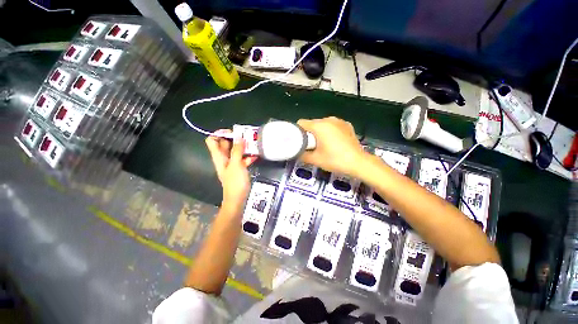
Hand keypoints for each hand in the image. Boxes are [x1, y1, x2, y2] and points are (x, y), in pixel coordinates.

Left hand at [205, 130, 257, 214]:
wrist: (237, 198)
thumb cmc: (235, 182)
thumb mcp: (236, 164)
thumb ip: (237, 150)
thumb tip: (238, 137)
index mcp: (219, 156)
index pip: (212, 140)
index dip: (220, 134)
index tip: (233, 133)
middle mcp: (224, 158)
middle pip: (225, 144)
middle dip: (235, 139)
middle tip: (247, 137)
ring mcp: (231, 163)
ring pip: (235, 151)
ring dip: (243, 147)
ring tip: (253, 145)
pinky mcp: (238, 168)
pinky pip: (241, 159)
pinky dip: (247, 156)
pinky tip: (255, 156)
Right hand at [297, 117, 366, 176]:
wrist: (358, 162)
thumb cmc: (335, 160)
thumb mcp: (315, 159)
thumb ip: (301, 155)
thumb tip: (296, 152)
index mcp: (319, 126)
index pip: (301, 123)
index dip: (298, 132)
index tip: (300, 142)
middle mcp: (329, 119)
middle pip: (312, 123)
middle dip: (310, 133)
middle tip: (312, 146)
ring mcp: (339, 121)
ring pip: (322, 124)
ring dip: (320, 132)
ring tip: (324, 145)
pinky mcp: (347, 125)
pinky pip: (332, 125)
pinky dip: (330, 131)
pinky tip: (334, 142)